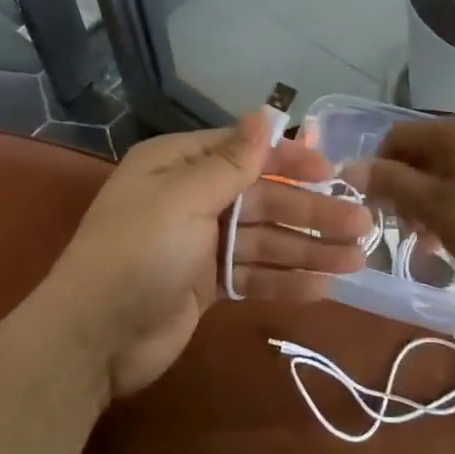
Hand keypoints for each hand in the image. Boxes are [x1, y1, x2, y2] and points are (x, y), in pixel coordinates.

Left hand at [47, 110, 370, 397]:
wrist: (92, 340)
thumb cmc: (136, 254)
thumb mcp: (182, 199)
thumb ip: (231, 162)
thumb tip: (266, 112)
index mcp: (178, 167)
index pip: (245, 153)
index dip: (290, 160)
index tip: (332, 169)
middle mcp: (191, 198)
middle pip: (262, 200)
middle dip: (311, 213)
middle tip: (362, 224)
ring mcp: (200, 244)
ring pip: (264, 239)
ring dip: (308, 248)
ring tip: (357, 258)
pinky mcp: (206, 284)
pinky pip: (254, 273)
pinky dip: (287, 279)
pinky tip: (325, 285)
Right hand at [349, 118, 454, 289]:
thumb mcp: (434, 207)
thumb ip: (391, 183)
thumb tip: (350, 167)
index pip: (396, 137)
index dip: (379, 169)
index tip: (379, 207)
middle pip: (419, 154)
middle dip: (405, 190)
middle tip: (407, 229)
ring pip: (442, 173)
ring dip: (427, 203)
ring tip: (431, 240)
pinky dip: (451, 206)